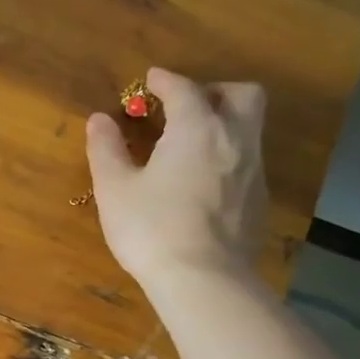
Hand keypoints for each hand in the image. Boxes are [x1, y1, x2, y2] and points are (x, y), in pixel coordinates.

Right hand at [85, 69, 268, 287]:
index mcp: (196, 129)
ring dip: (225, 125)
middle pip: (241, 95)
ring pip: (250, 129)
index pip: (185, 89)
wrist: (203, 279)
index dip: (166, 80)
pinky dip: (229, 159)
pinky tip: (206, 183)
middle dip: (215, 91)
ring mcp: (253, 171)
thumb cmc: (151, 228)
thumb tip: (99, 120)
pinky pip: (249, 163)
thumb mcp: (114, 189)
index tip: (152, 79)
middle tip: (187, 106)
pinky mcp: (260, 201)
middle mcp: (234, 139)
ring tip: (194, 145)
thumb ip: (106, 149)